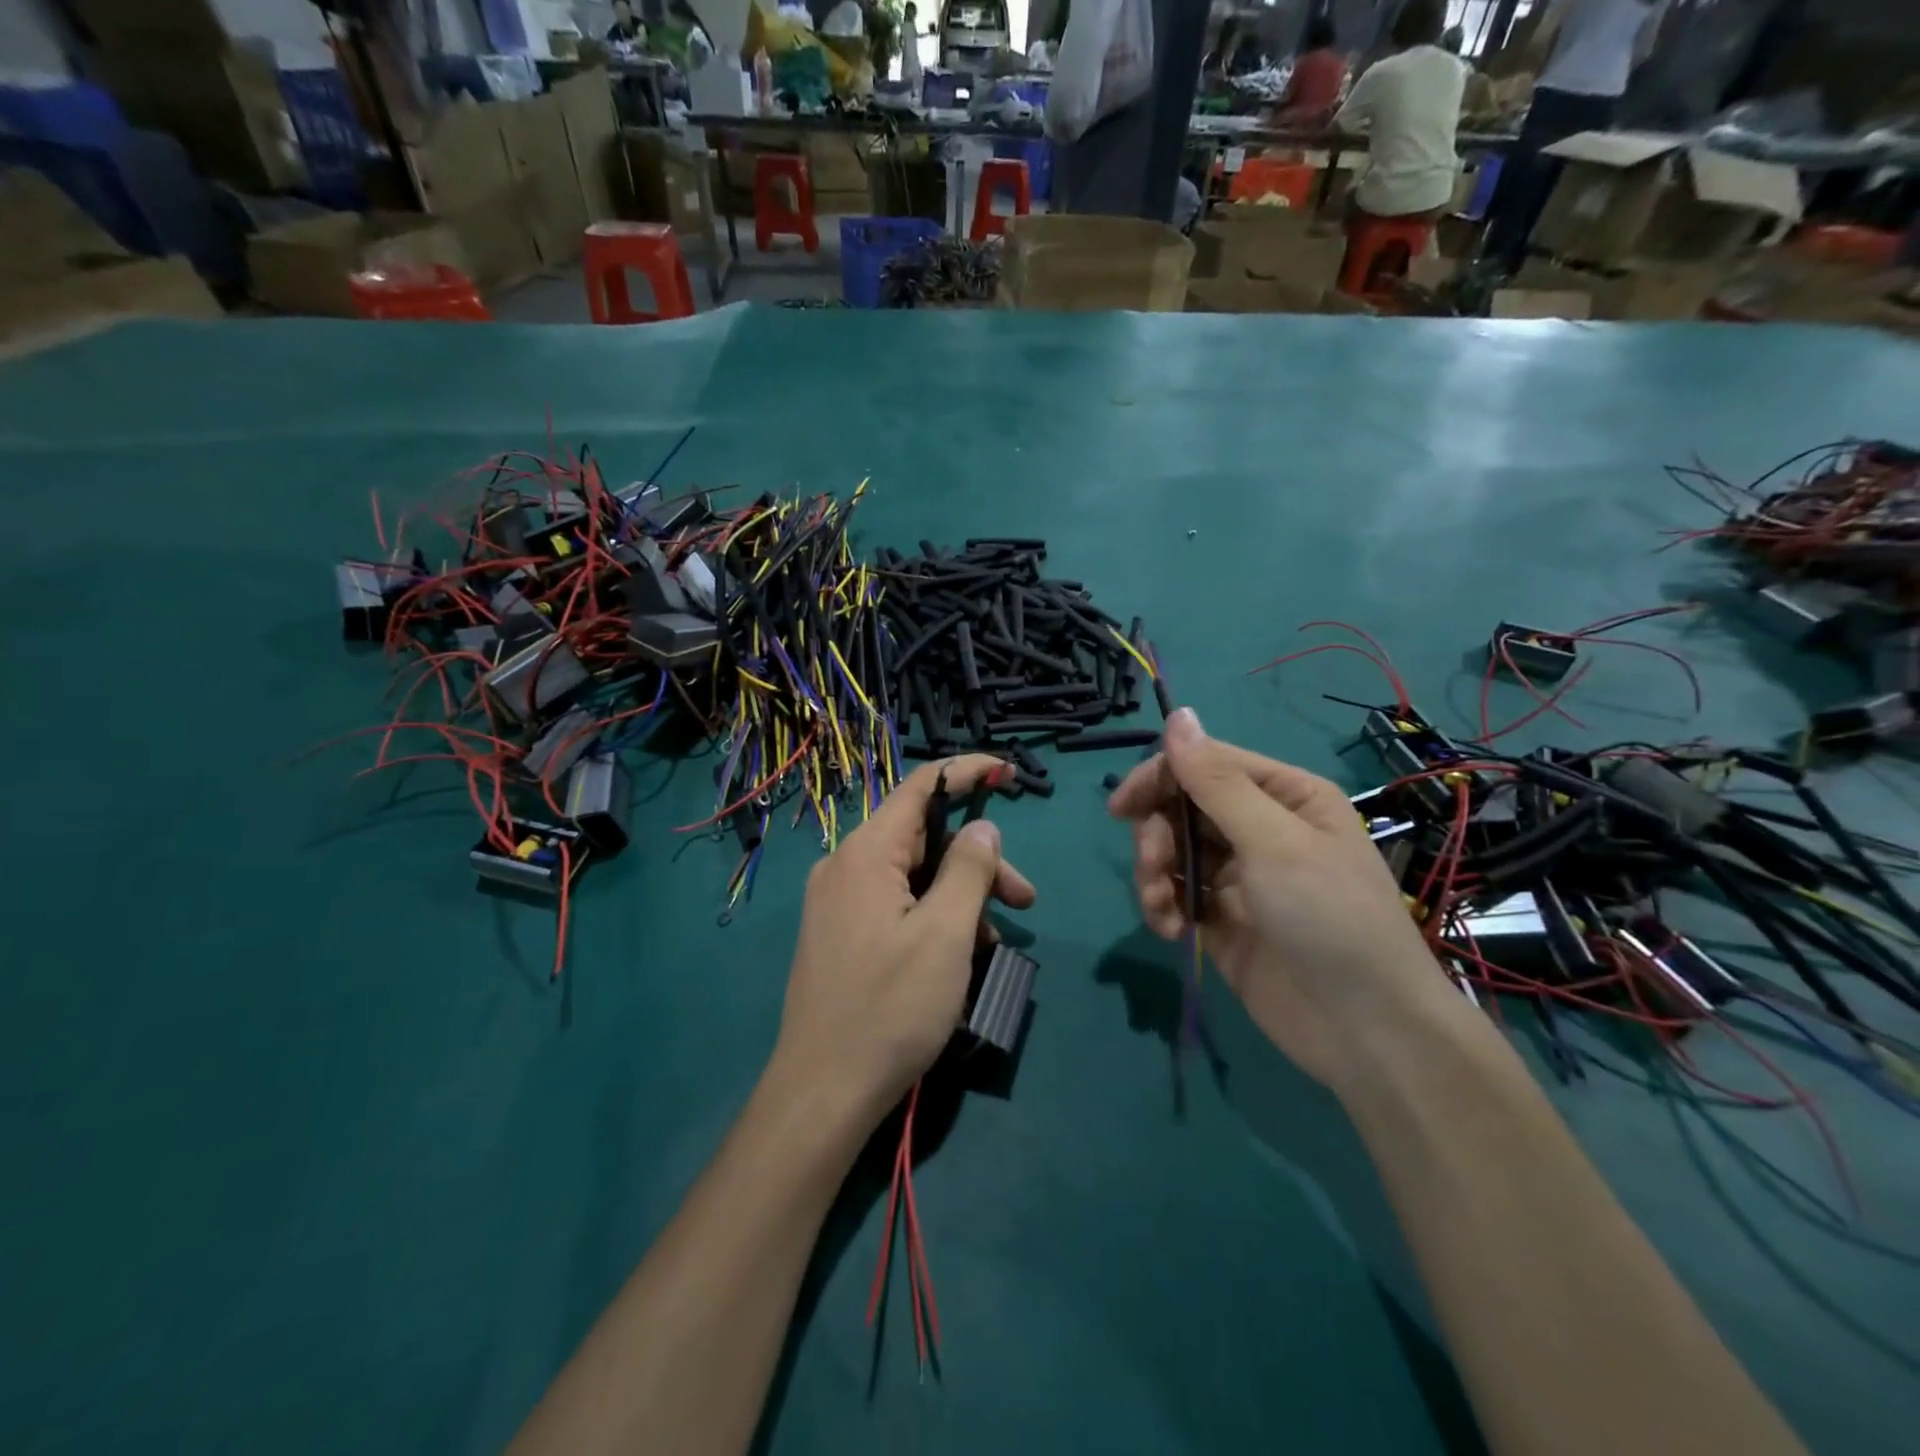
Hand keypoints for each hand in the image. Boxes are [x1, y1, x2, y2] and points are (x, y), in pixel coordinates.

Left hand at [775, 756, 1036, 1123]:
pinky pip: (896, 905)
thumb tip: (982, 828)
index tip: (1009, 772)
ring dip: (961, 897)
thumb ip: (968, 869)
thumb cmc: (890, 1008)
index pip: (920, 788)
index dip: (966, 771)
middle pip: (924, 839)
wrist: (823, 1093)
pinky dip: (934, 918)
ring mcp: (838, 902)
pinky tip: (961, 957)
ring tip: (996, 943)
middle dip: (978, 862)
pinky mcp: (841, 934)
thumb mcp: (946, 934)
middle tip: (1025, 900)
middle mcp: (845, 866)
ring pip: (914, 876)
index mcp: (866, 854)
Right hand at [1108, 709, 1448, 1087]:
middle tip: (1154, 867)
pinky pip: (1176, 894)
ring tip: (1161, 910)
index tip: (1121, 808)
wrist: (1364, 1030)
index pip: (1205, 763)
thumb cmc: (1327, 918)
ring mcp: (1239, 875)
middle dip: (1157, 836)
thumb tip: (1178, 714)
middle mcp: (1260, 828)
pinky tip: (1170, 931)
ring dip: (1155, 874)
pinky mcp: (1221, 919)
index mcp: (1284, 795)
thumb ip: (1216, 780)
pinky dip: (1163, 907)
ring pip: (1172, 850)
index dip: (1159, 778)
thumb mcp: (1272, 840)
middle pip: (1182, 806)